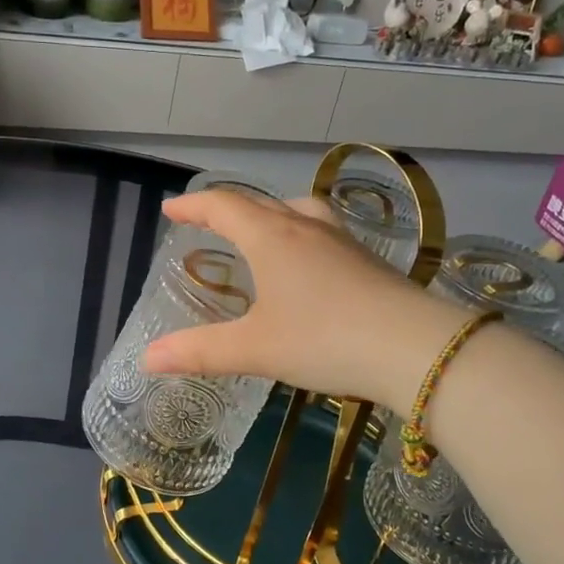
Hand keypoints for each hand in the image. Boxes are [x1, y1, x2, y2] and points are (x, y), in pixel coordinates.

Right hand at [140, 190, 476, 416]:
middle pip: (261, 204)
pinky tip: (310, 267)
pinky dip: (301, 237)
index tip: (171, 209)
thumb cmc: (325, 339)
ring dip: (271, 216)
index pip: (224, 207)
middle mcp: (306, 228)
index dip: (194, 205)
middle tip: (209, 223)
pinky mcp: (369, 261)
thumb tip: (147, 359)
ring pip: (299, 212)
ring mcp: (342, 241)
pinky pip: (323, 233)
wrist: (416, 349)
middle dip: (229, 210)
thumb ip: (200, 351)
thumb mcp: (255, 349)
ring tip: (261, 235)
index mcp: (272, 238)